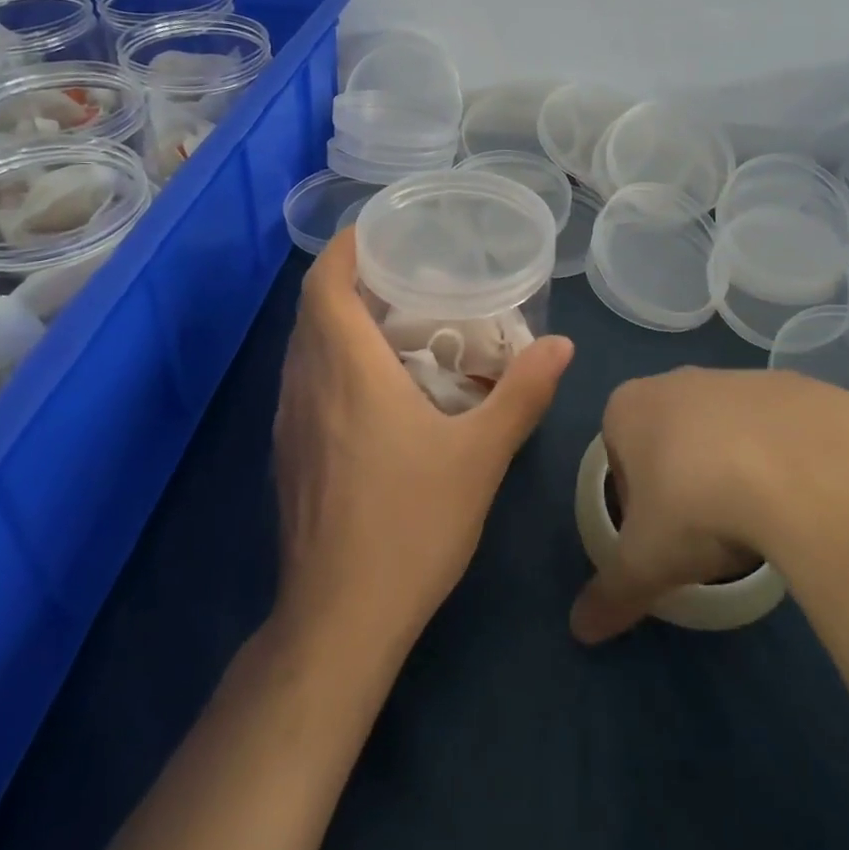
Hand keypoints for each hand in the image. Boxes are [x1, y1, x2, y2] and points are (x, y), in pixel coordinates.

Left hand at [272, 228, 573, 654]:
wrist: (339, 618)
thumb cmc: (410, 524)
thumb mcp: (480, 455)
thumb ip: (521, 393)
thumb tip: (560, 345)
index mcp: (345, 368)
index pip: (325, 283)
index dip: (346, 248)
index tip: (378, 231)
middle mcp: (306, 383)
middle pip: (312, 310)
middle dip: (350, 281)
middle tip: (402, 275)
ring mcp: (288, 422)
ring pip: (304, 348)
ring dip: (338, 323)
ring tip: (392, 323)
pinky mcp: (287, 455)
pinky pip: (304, 383)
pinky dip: (331, 362)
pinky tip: (373, 390)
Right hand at [569, 367, 848, 642]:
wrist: (804, 468)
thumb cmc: (698, 506)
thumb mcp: (647, 562)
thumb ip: (611, 593)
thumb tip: (580, 631)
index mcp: (629, 406)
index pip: (618, 454)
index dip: (635, 500)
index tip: (661, 537)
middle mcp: (678, 380)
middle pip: (669, 437)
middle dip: (683, 481)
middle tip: (708, 534)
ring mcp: (738, 377)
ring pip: (724, 430)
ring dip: (733, 467)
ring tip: (759, 521)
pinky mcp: (794, 385)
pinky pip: (778, 430)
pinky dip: (783, 459)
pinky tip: (801, 498)